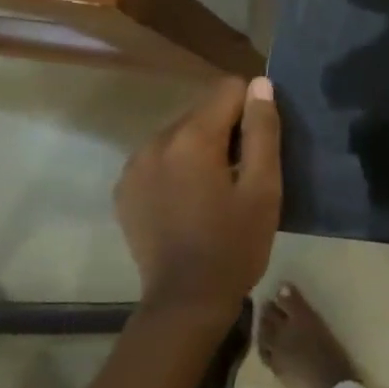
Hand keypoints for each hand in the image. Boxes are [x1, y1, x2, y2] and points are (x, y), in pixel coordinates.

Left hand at [114, 77, 280, 316]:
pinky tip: (188, 201)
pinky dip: (176, 168)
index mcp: (192, 138)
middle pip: (201, 112)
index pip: (228, 89)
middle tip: (241, 172)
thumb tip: (259, 85)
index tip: (260, 145)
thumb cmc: (235, 245)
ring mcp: (134, 166)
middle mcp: (156, 141)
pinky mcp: (125, 188)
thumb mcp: (263, 188)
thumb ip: (262, 130)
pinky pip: (158, 158)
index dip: (252, 110)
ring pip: (179, 134)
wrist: (186, 302)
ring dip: (200, 149)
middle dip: (225, 131)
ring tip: (215, 190)